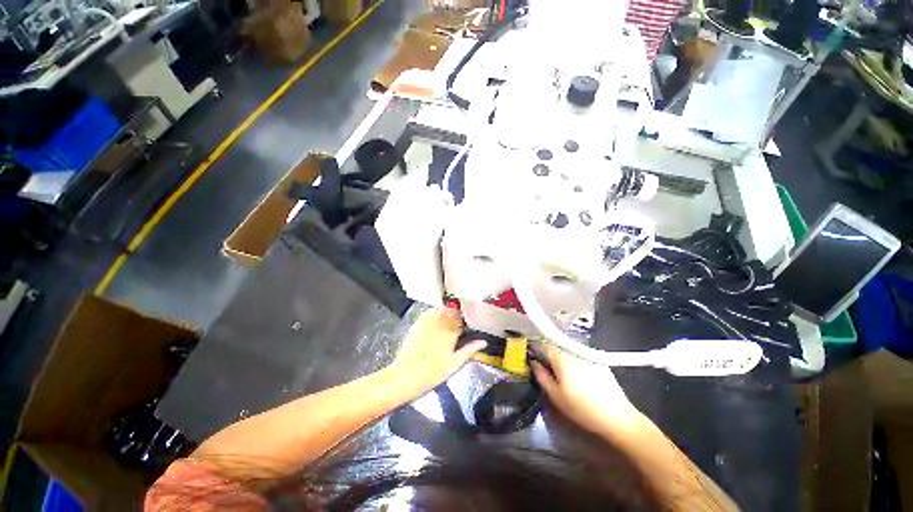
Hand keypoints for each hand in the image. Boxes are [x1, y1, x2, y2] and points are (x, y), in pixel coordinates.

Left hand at [390, 309, 486, 394]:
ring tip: (447, 318)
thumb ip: (469, 350)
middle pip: (451, 313)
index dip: (465, 321)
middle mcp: (440, 325)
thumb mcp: (454, 364)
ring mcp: (427, 323)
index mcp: (451, 334)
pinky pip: (428, 313)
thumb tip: (483, 342)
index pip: (462, 320)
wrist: (406, 375)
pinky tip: (435, 317)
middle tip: (457, 321)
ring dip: (446, 312)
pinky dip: (433, 313)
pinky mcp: (417, 324)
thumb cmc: (433, 373)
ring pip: (440, 310)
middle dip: (456, 314)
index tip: (465, 325)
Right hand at [531, 344, 642, 436]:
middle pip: (556, 348)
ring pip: (567, 352)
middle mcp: (573, 352)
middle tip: (543, 366)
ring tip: (558, 372)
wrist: (618, 418)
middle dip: (547, 354)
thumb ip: (541, 376)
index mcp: (561, 358)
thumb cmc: (582, 408)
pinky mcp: (598, 362)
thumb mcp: (556, 396)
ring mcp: (587, 356)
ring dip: (560, 358)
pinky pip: (579, 357)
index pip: (543, 346)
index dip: (535, 349)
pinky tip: (576, 376)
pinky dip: (573, 361)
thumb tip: (533, 363)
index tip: (530, 356)